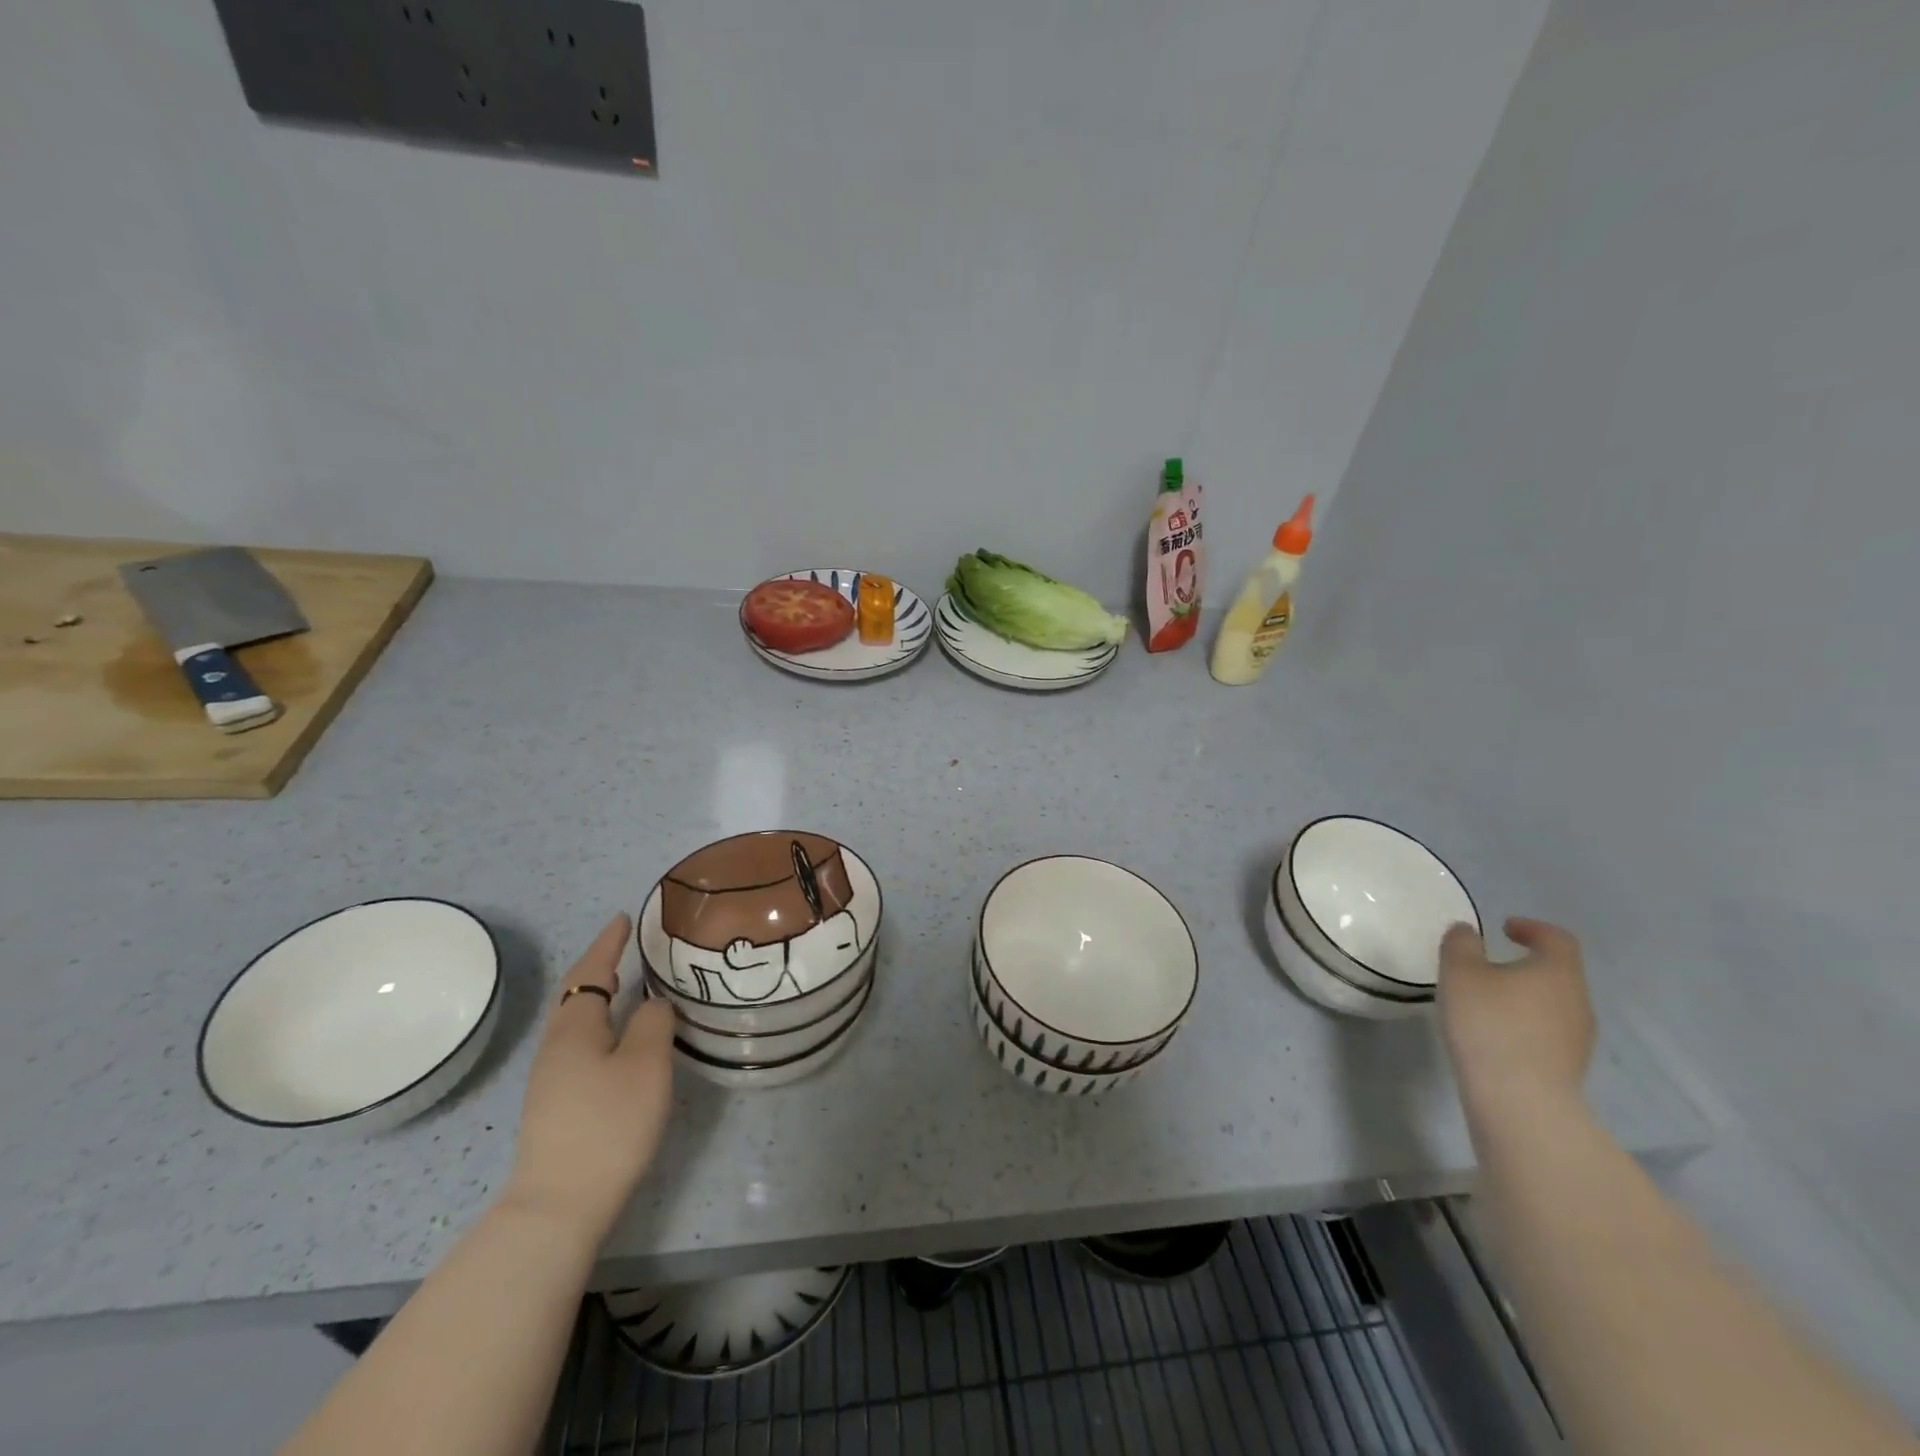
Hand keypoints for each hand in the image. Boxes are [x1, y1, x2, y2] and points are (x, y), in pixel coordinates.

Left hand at [500, 914, 674, 1244]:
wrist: (559, 1205)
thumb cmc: (608, 1124)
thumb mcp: (645, 1065)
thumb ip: (652, 1023)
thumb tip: (652, 1003)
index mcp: (575, 1028)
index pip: (591, 972)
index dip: (608, 944)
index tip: (623, 918)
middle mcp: (556, 1046)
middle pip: (574, 994)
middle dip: (598, 966)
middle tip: (624, 948)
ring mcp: (550, 1077)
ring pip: (574, 1020)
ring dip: (596, 995)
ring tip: (623, 985)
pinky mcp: (555, 1102)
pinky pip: (577, 1042)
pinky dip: (596, 1022)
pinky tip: (614, 1038)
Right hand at [1438, 916, 1595, 1108]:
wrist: (1519, 1098)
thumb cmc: (1489, 1022)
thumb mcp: (1459, 972)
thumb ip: (1461, 944)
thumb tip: (1467, 931)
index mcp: (1558, 971)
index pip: (1557, 938)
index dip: (1532, 928)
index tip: (1504, 928)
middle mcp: (1578, 1000)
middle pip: (1558, 971)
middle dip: (1526, 964)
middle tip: (1489, 965)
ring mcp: (1578, 1036)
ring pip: (1553, 1003)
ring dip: (1526, 995)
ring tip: (1488, 1001)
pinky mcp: (1569, 1065)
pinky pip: (1549, 1031)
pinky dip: (1526, 1022)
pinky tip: (1497, 1033)